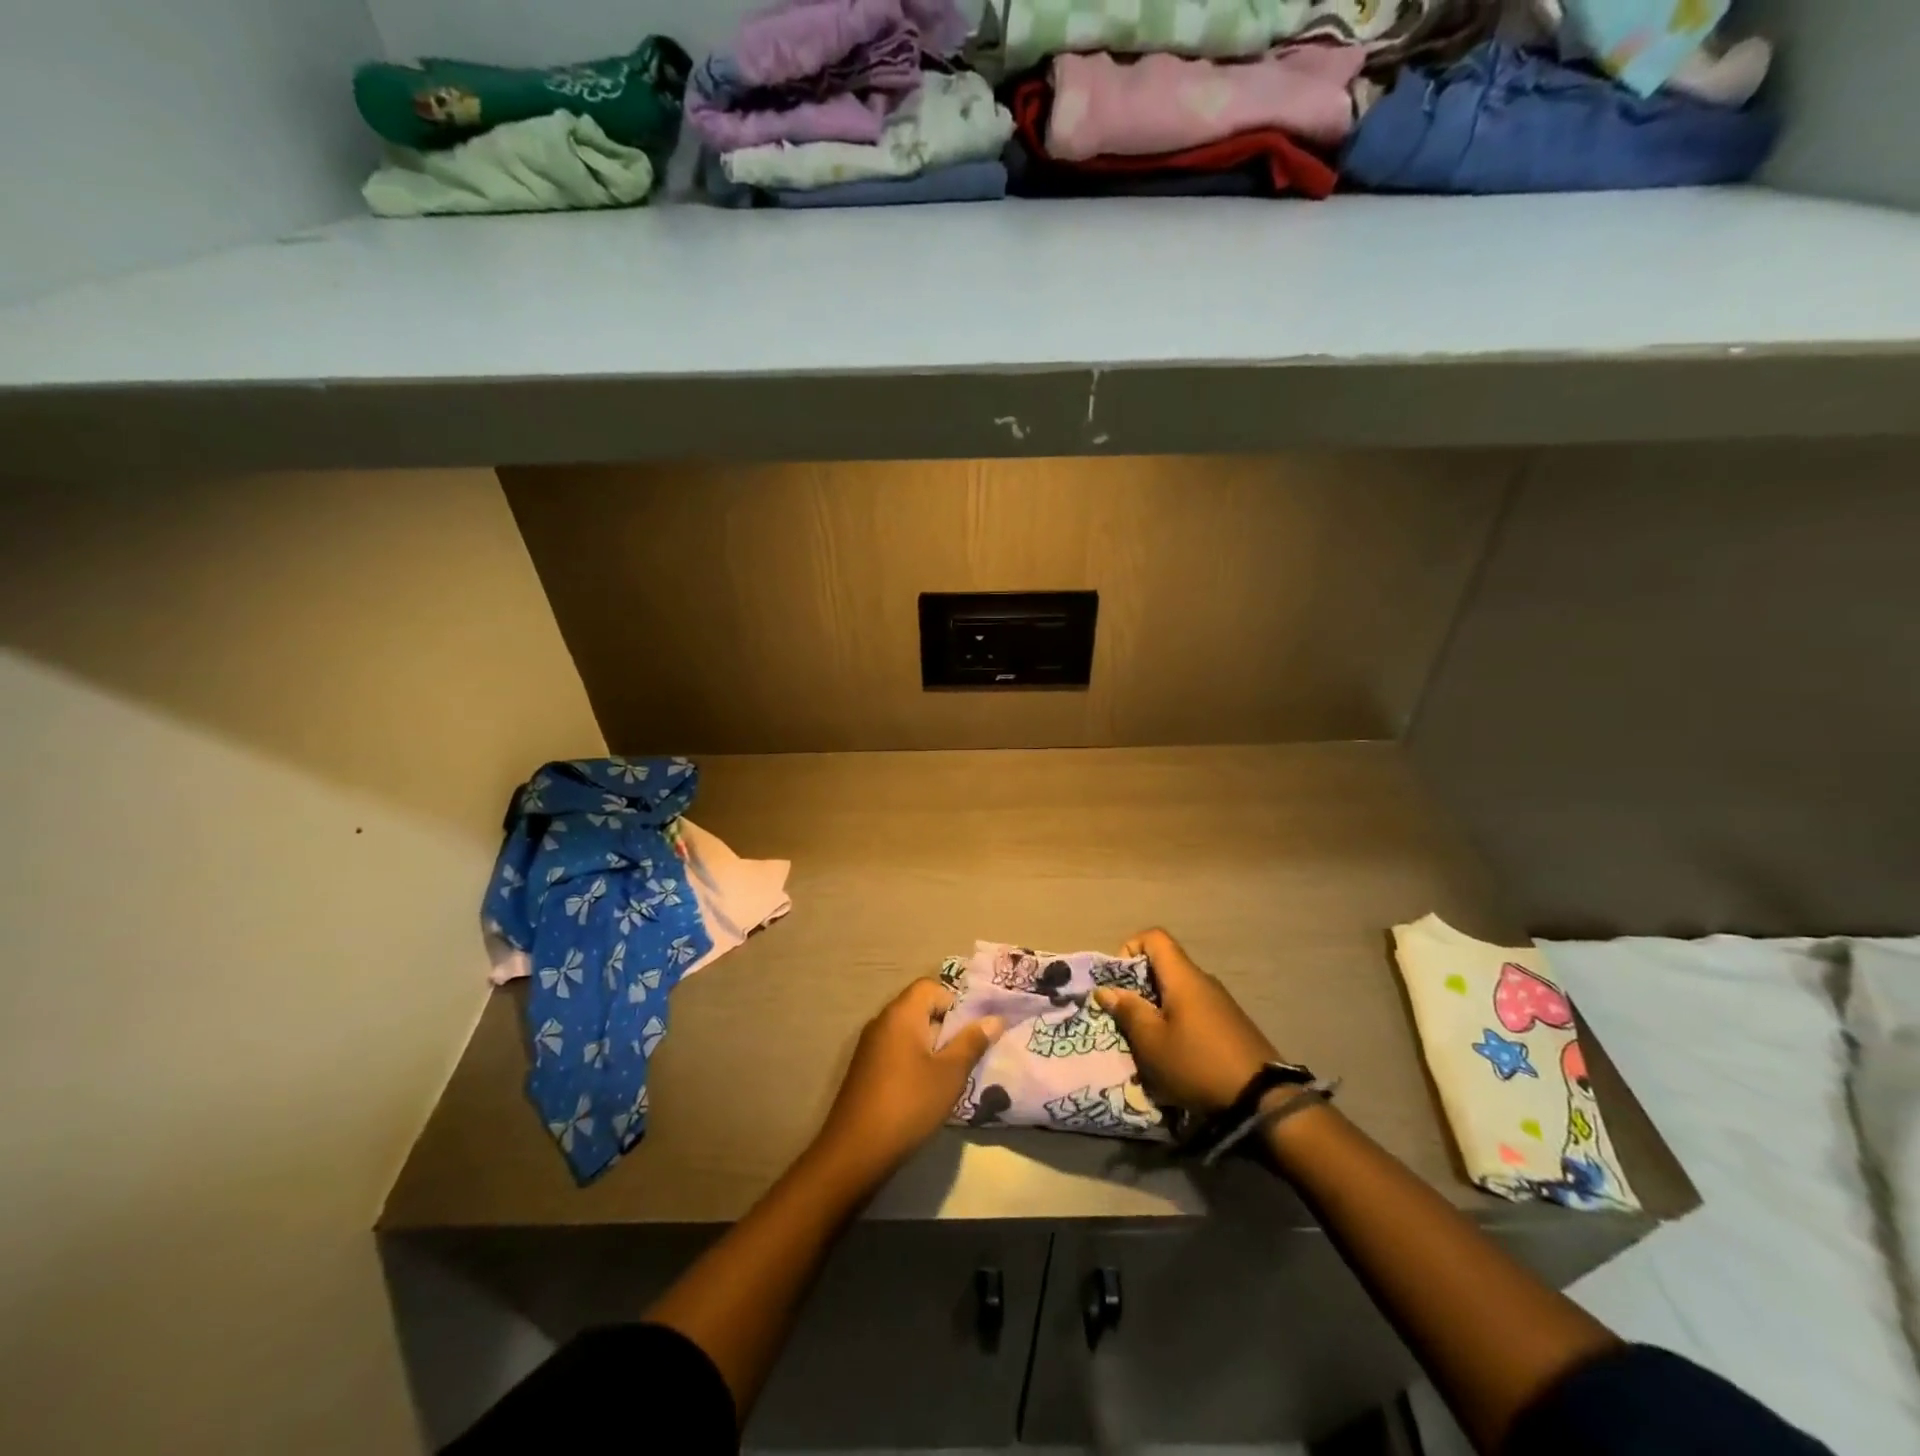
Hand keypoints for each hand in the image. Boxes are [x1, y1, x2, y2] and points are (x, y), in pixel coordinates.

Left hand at [813, 979, 1004, 1182]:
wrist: (855, 1150)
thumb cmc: (909, 1104)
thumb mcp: (950, 1074)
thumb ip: (972, 1042)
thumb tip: (994, 1018)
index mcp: (901, 1013)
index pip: (930, 987)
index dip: (955, 1002)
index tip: (970, 1032)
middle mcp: (882, 1021)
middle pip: (919, 1008)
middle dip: (946, 1027)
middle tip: (966, 1055)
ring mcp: (869, 1045)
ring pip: (909, 1032)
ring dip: (931, 1047)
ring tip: (949, 1075)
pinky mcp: (864, 1068)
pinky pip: (895, 1050)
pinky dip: (914, 1060)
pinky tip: (924, 1090)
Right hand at [1095, 928, 1278, 1115]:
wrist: (1262, 1100)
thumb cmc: (1197, 1064)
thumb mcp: (1152, 1042)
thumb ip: (1128, 1011)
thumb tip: (1106, 990)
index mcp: (1183, 977)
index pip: (1154, 937)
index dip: (1129, 948)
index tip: (1118, 981)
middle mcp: (1203, 981)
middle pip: (1164, 966)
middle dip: (1138, 987)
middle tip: (1126, 1018)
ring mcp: (1221, 1003)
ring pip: (1178, 992)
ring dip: (1157, 1009)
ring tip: (1147, 1042)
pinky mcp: (1231, 1025)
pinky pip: (1194, 1010)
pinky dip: (1177, 1023)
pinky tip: (1175, 1055)